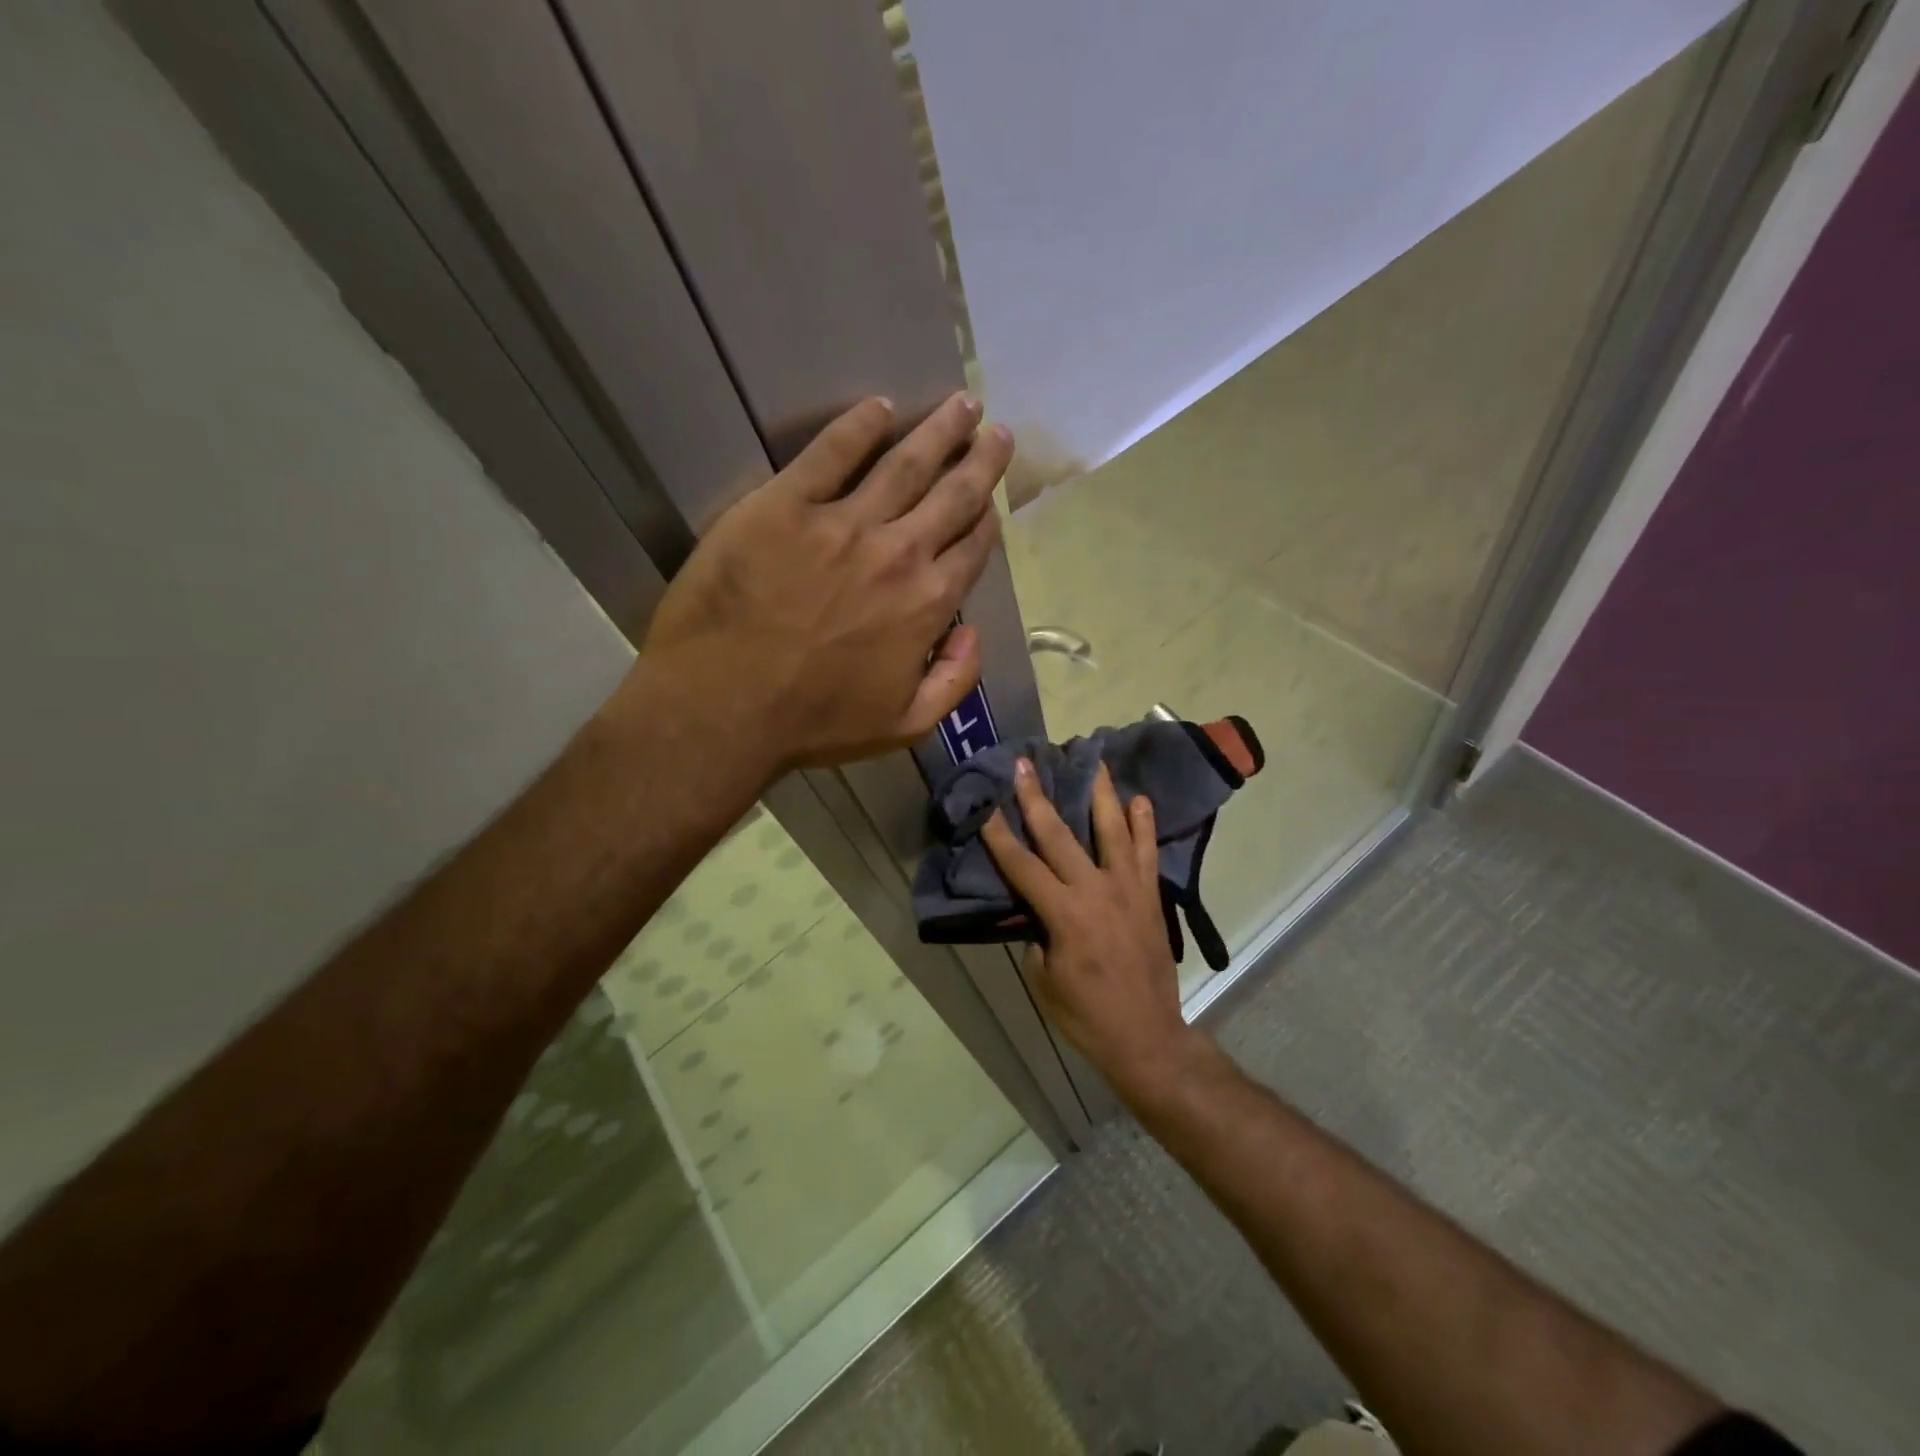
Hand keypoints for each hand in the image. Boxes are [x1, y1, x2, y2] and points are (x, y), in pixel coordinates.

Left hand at [639, 393, 1011, 773]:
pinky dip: (859, 426)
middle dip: (980, 460)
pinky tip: (879, 407)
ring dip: (938, 431)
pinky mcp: (786, 504)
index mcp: (928, 604)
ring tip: (960, 404)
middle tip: (994, 429)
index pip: (972, 549)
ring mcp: (842, 522)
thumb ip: (955, 680)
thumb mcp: (906, 724)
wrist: (724, 706)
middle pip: (953, 495)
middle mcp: (898, 553)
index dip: (987, 520)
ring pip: (905, 463)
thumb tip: (973, 632)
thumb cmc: (814, 722)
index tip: (992, 501)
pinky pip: (831, 452)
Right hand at [982, 758, 1208, 1102]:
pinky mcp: (1150, 896)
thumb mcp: (1043, 979)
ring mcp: (1127, 889)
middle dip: (1037, 797)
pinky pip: (1147, 853)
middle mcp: (1095, 891)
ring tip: (1093, 761)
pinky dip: (1144, 825)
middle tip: (1026, 763)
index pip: (1022, 865)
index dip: (999, 834)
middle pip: (1060, 835)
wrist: (1147, 1036)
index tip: (986, 805)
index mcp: (1064, 914)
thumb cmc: (1086, 1014)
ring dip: (1100, 793)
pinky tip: (1139, 800)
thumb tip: (1037, 909)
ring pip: (1112, 830)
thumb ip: (1037, 935)